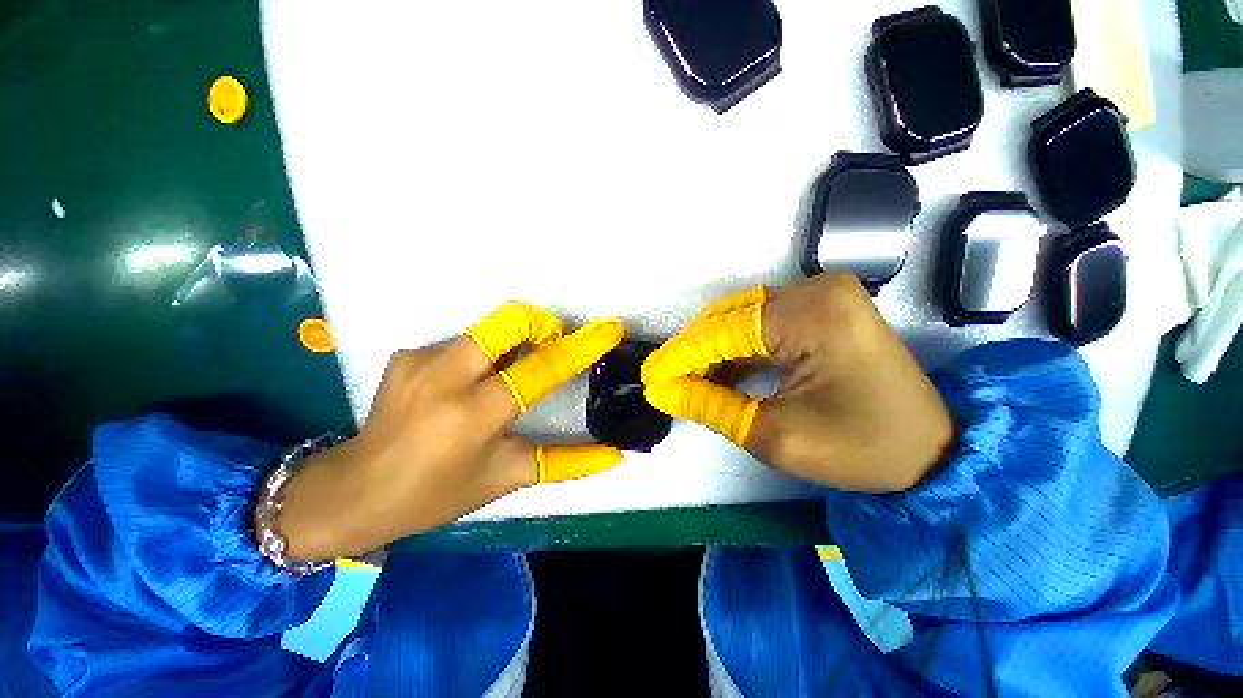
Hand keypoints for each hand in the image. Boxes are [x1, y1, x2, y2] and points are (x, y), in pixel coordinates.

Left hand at [274, 303, 625, 560]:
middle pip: (507, 322)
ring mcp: (421, 360)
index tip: (608, 329)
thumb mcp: (507, 477)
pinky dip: (480, 358)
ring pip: (487, 331)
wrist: (356, 490)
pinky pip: (462, 344)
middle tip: (550, 346)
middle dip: (540, 325)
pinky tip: (466, 388)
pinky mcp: (408, 354)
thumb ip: (567, 462)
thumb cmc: (438, 493)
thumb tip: (616, 454)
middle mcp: (446, 378)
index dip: (581, 346)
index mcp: (474, 414)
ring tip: (506, 378)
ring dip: (510, 346)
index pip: (541, 369)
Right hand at [642, 274, 952, 491]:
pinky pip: (763, 325)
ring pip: (742, 320)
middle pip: (731, 318)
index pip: (724, 331)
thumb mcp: (776, 435)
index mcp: (813, 314)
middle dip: (693, 352)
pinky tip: (718, 373)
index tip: (650, 377)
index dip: (680, 356)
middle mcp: (816, 290)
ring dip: (712, 351)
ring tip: (686, 381)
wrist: (932, 453)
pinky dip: (737, 350)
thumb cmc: (862, 450)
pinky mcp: (822, 309)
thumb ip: (711, 406)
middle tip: (665, 382)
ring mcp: (821, 295)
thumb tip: (663, 391)